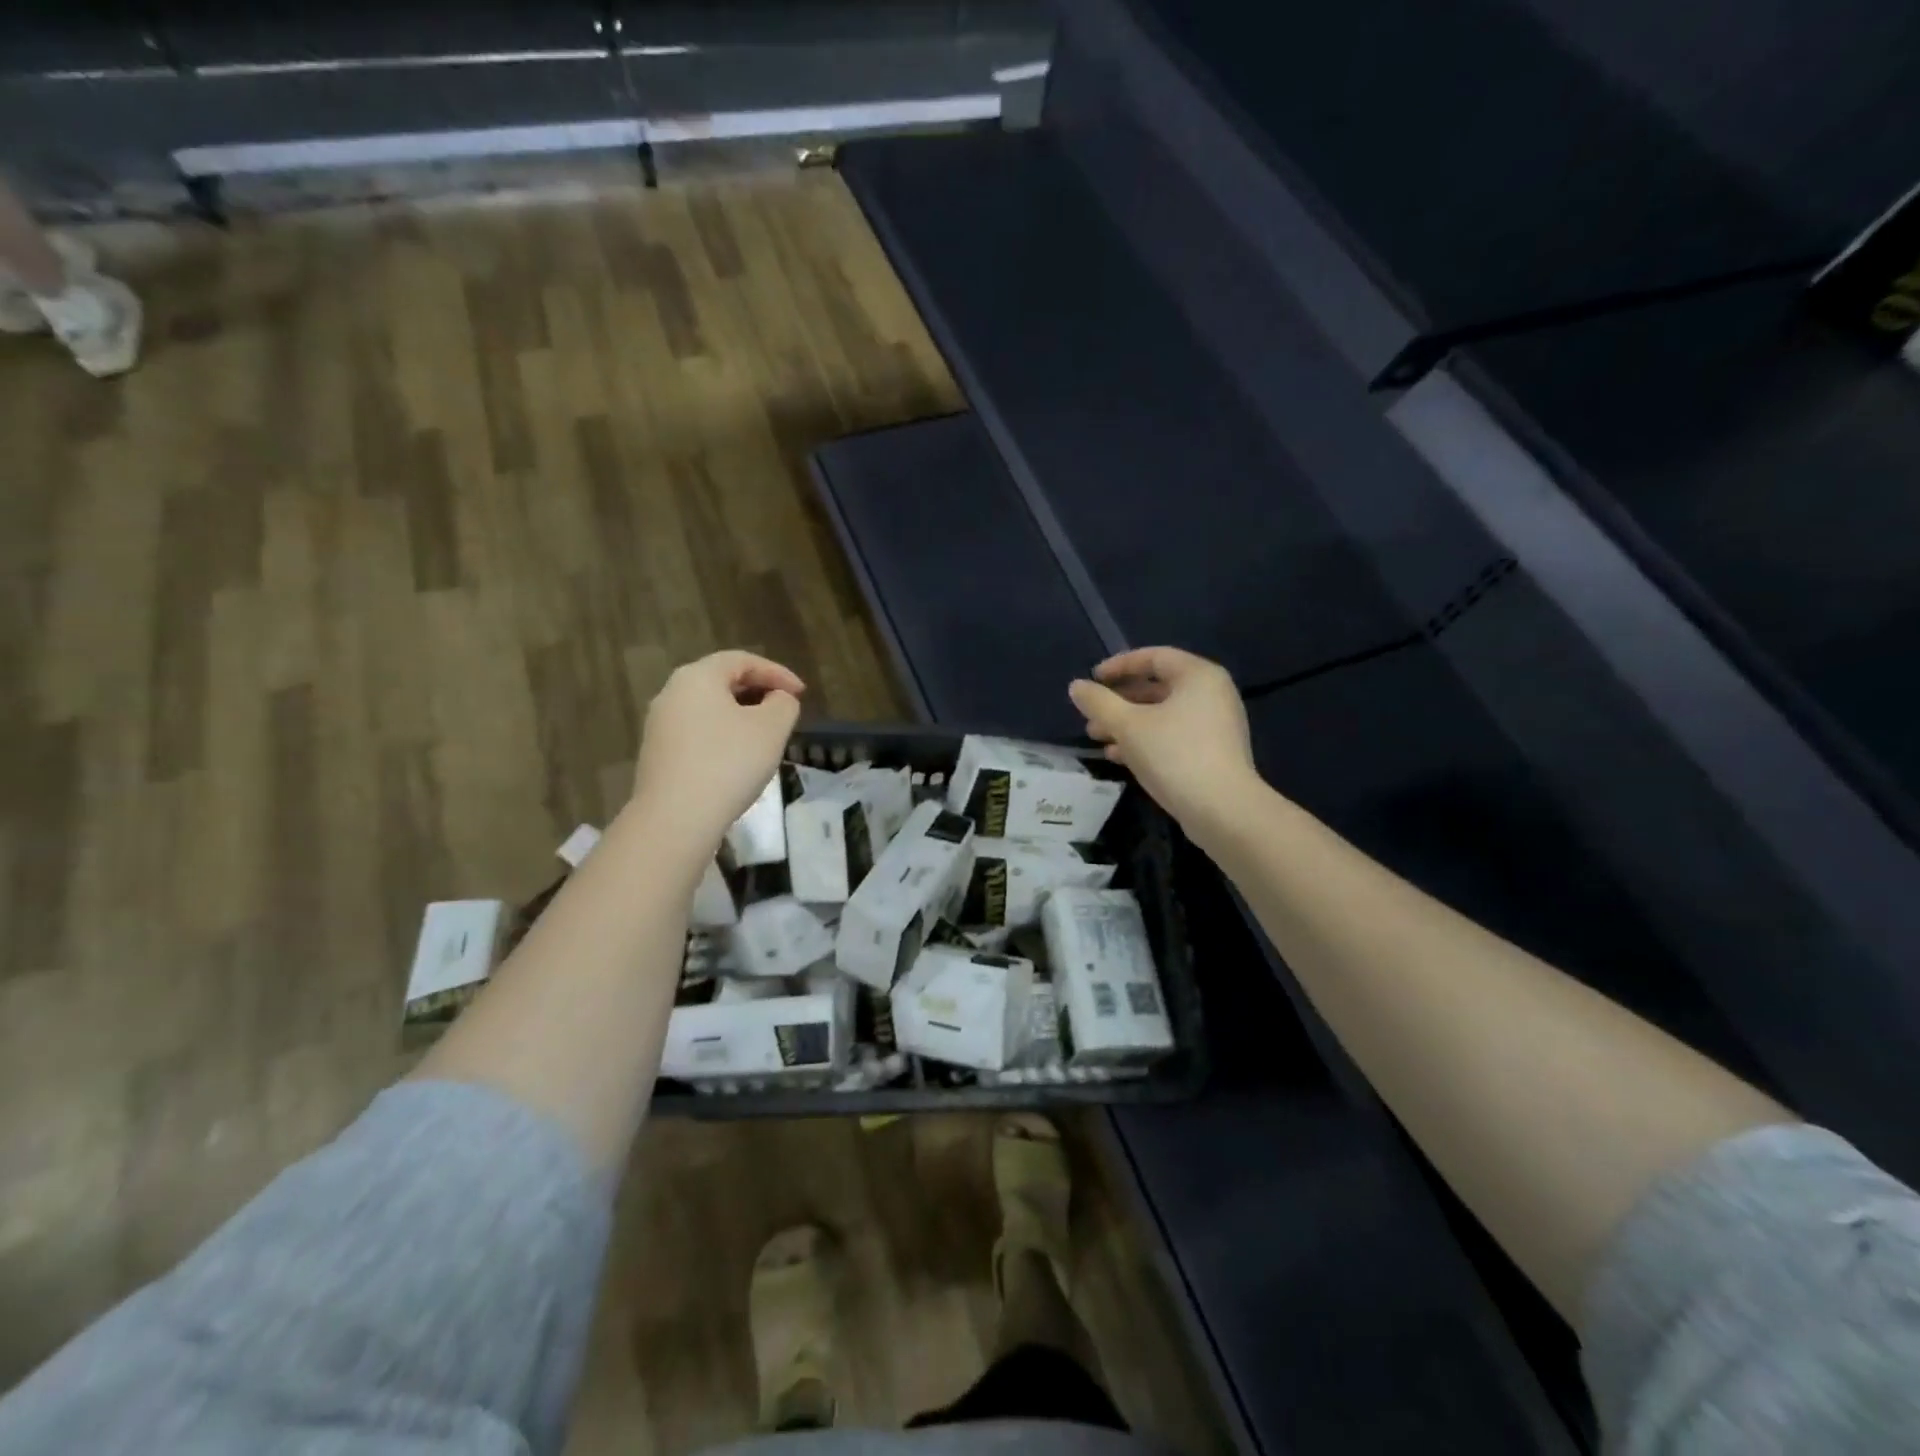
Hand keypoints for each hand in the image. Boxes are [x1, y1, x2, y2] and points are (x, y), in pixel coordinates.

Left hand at [630, 651, 804, 851]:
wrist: (675, 819)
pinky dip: (723, 736)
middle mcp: (672, 693)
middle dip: (758, 692)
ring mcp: (659, 726)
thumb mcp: (772, 728)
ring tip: (766, 736)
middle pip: (721, 681)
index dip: (777, 673)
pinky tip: (738, 760)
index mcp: (697, 677)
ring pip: (709, 709)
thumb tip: (777, 700)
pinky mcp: (658, 755)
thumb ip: (783, 704)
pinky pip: (697, 733)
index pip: (742, 660)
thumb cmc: (728, 763)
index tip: (802, 693)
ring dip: (740, 716)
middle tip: (785, 710)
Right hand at [1068, 647, 1259, 837]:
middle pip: (1158, 686)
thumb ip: (1099, 702)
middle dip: (1119, 700)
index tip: (1092, 679)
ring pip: (1163, 714)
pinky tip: (1119, 757)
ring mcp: (1216, 724)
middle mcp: (1212, 693)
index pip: (1154, 656)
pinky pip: (1174, 735)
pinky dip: (1146, 740)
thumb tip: (1076, 687)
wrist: (1223, 810)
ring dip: (1128, 723)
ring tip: (1097, 738)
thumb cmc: (1174, 755)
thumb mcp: (1128, 725)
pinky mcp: (1213, 752)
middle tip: (1091, 715)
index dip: (1119, 665)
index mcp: (1198, 675)